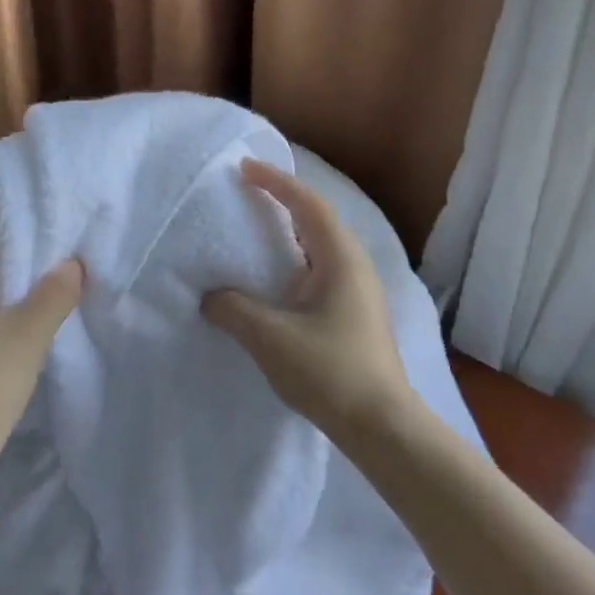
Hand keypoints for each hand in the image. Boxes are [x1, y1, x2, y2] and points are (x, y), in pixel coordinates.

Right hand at [201, 159, 417, 438]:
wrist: (383, 426)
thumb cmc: (330, 372)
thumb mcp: (270, 338)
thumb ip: (233, 311)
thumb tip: (211, 297)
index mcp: (340, 259)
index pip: (307, 205)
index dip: (276, 182)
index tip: (245, 168)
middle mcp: (355, 266)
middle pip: (318, 220)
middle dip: (285, 201)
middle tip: (250, 194)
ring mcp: (360, 292)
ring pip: (322, 247)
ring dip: (291, 233)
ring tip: (259, 232)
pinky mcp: (357, 315)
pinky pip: (322, 270)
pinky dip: (296, 261)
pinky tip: (278, 282)